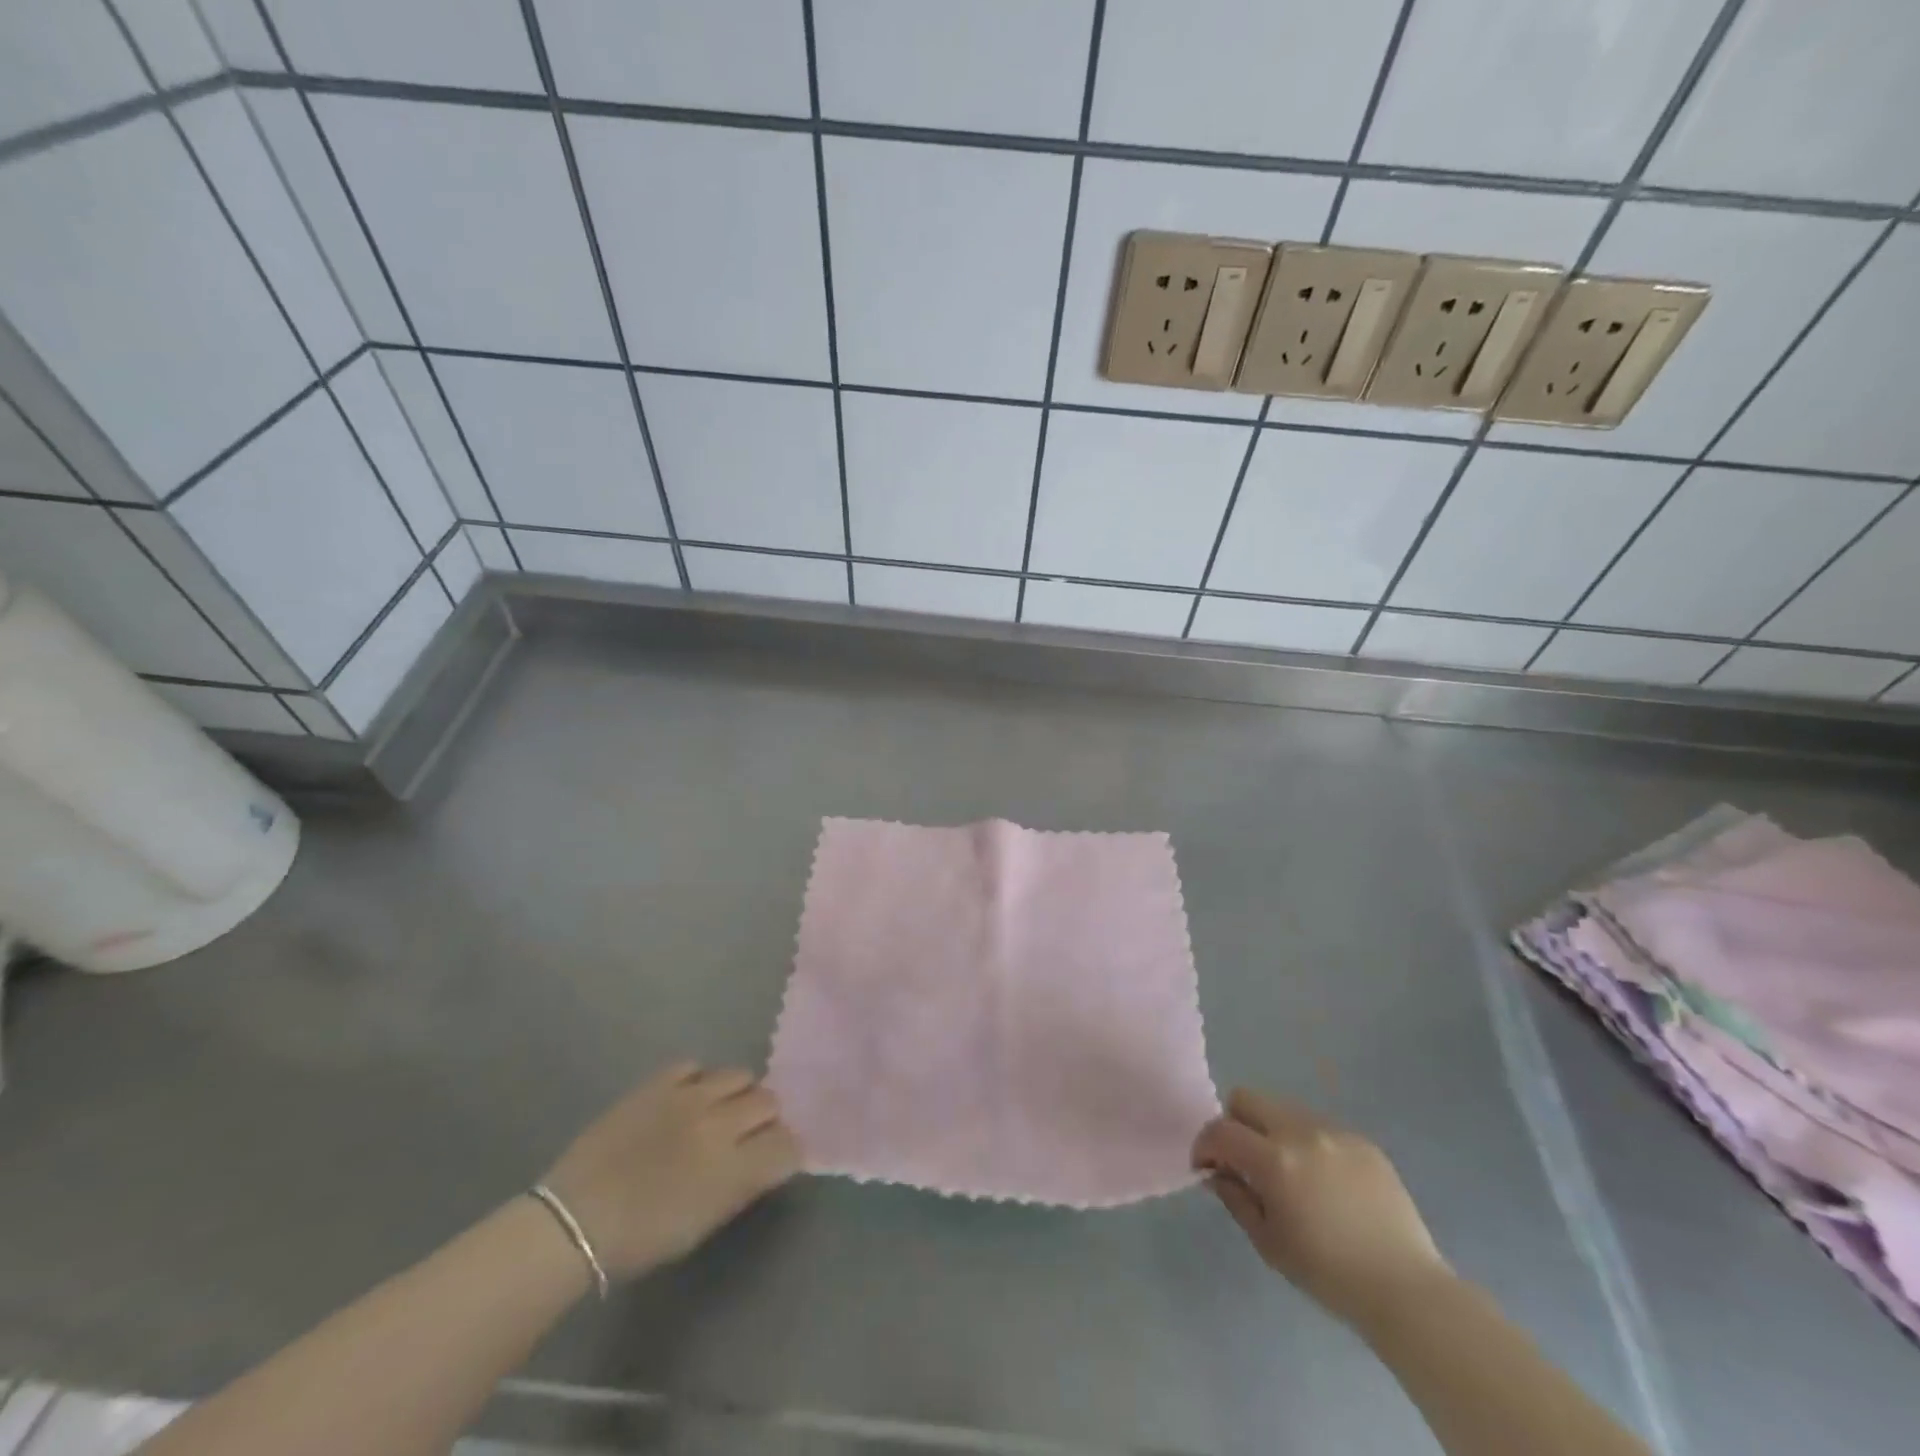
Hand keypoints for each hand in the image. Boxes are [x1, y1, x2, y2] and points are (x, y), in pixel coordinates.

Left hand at [543, 1061, 800, 1279]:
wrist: (575, 1221)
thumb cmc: (640, 1239)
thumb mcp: (704, 1223)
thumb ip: (742, 1184)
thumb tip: (765, 1158)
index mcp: (734, 1169)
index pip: (788, 1144)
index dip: (787, 1150)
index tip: (775, 1158)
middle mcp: (721, 1124)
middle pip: (769, 1102)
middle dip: (765, 1119)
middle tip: (746, 1135)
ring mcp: (690, 1096)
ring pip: (740, 1074)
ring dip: (737, 1094)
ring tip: (719, 1111)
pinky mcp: (660, 1082)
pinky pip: (695, 1065)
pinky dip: (698, 1080)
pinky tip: (686, 1098)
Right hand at [1192, 1089, 1451, 1328]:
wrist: (1406, 1289)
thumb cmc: (1329, 1274)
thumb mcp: (1269, 1243)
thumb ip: (1236, 1198)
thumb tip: (1217, 1171)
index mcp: (1275, 1160)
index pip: (1220, 1130)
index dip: (1204, 1145)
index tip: (1206, 1167)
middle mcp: (1301, 1132)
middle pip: (1247, 1098)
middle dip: (1234, 1124)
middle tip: (1243, 1162)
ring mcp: (1335, 1131)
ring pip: (1282, 1108)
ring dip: (1271, 1131)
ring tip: (1287, 1172)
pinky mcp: (1362, 1140)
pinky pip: (1318, 1126)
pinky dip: (1307, 1143)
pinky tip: (1324, 1182)